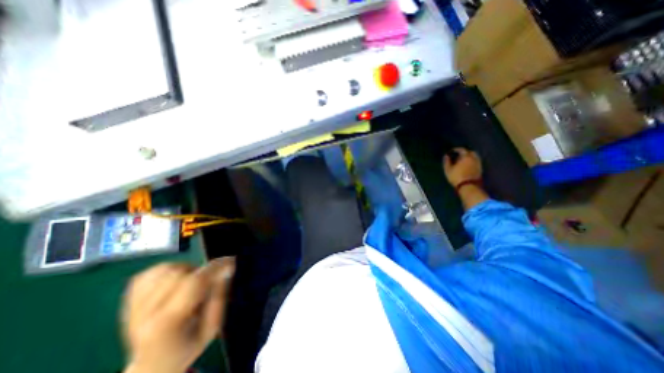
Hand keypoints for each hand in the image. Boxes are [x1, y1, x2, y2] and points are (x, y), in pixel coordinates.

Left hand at [122, 258, 235, 371]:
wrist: (152, 367)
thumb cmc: (187, 347)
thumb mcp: (212, 328)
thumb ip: (219, 297)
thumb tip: (225, 269)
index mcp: (165, 326)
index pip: (193, 283)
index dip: (215, 268)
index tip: (230, 262)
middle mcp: (143, 315)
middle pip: (180, 274)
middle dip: (200, 273)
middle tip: (206, 286)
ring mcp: (132, 306)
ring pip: (167, 269)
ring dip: (186, 271)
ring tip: (190, 285)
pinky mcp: (129, 297)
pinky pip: (154, 271)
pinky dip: (170, 270)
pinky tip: (176, 282)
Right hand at [445, 147, 483, 187]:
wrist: (468, 186)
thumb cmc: (456, 177)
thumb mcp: (448, 169)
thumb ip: (447, 161)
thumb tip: (446, 156)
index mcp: (466, 157)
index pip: (462, 150)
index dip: (456, 149)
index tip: (452, 151)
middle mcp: (474, 158)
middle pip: (471, 152)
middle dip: (465, 152)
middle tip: (459, 155)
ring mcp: (478, 164)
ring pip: (475, 157)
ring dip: (469, 157)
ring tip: (463, 161)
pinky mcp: (480, 169)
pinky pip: (476, 162)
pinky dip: (472, 162)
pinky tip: (467, 165)